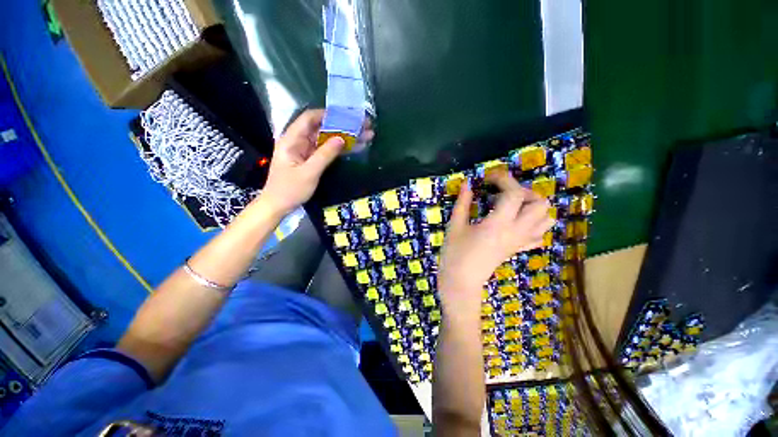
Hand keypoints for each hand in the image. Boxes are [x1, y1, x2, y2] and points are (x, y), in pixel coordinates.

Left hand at [259, 109, 371, 216]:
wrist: (279, 206)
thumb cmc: (290, 189)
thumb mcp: (309, 173)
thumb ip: (325, 155)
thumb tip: (342, 139)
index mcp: (292, 139)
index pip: (310, 118)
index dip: (329, 114)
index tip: (348, 115)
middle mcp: (299, 141)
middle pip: (323, 128)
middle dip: (343, 126)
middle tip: (364, 125)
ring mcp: (307, 151)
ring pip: (328, 139)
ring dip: (346, 137)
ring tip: (366, 135)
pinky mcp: (312, 160)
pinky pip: (328, 150)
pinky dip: (341, 149)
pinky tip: (356, 147)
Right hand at [438, 171, 553, 316]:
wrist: (461, 282)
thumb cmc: (454, 254)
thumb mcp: (455, 226)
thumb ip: (463, 203)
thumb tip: (467, 184)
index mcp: (498, 224)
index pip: (514, 193)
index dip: (504, 179)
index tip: (489, 177)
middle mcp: (515, 231)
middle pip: (540, 204)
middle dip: (523, 191)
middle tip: (502, 192)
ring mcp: (519, 242)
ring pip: (545, 219)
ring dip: (532, 206)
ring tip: (511, 205)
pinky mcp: (517, 249)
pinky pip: (538, 235)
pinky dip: (534, 224)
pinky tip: (516, 222)